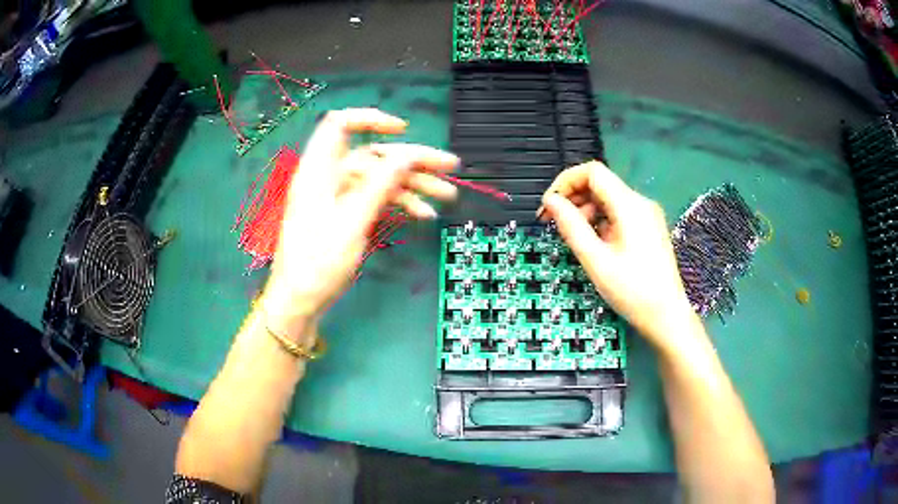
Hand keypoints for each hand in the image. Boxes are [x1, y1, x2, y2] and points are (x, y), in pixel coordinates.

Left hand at [260, 108, 458, 342]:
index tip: (403, 130)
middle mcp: (330, 177)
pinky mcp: (346, 214)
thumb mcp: (352, 222)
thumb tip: (407, 154)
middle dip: (412, 160)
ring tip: (446, 196)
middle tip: (449, 168)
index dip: (371, 120)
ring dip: (413, 185)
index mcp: (320, 169)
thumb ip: (380, 184)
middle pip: (374, 155)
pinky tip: (423, 213)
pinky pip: (376, 199)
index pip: (340, 124)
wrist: (300, 301)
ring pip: (380, 178)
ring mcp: (339, 196)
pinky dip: (399, 202)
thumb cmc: (318, 263)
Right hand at [539, 161, 698, 347]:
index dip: (566, 181)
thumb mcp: (595, 260)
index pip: (592, 172)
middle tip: (551, 222)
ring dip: (585, 210)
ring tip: (572, 236)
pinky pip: (618, 213)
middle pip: (600, 184)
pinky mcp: (647, 228)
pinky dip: (599, 221)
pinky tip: (592, 242)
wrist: (666, 316)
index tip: (549, 205)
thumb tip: (550, 201)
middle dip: (573, 197)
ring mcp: (646, 215)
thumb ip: (571, 226)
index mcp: (629, 205)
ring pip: (608, 199)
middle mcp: (640, 203)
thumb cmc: (632, 291)